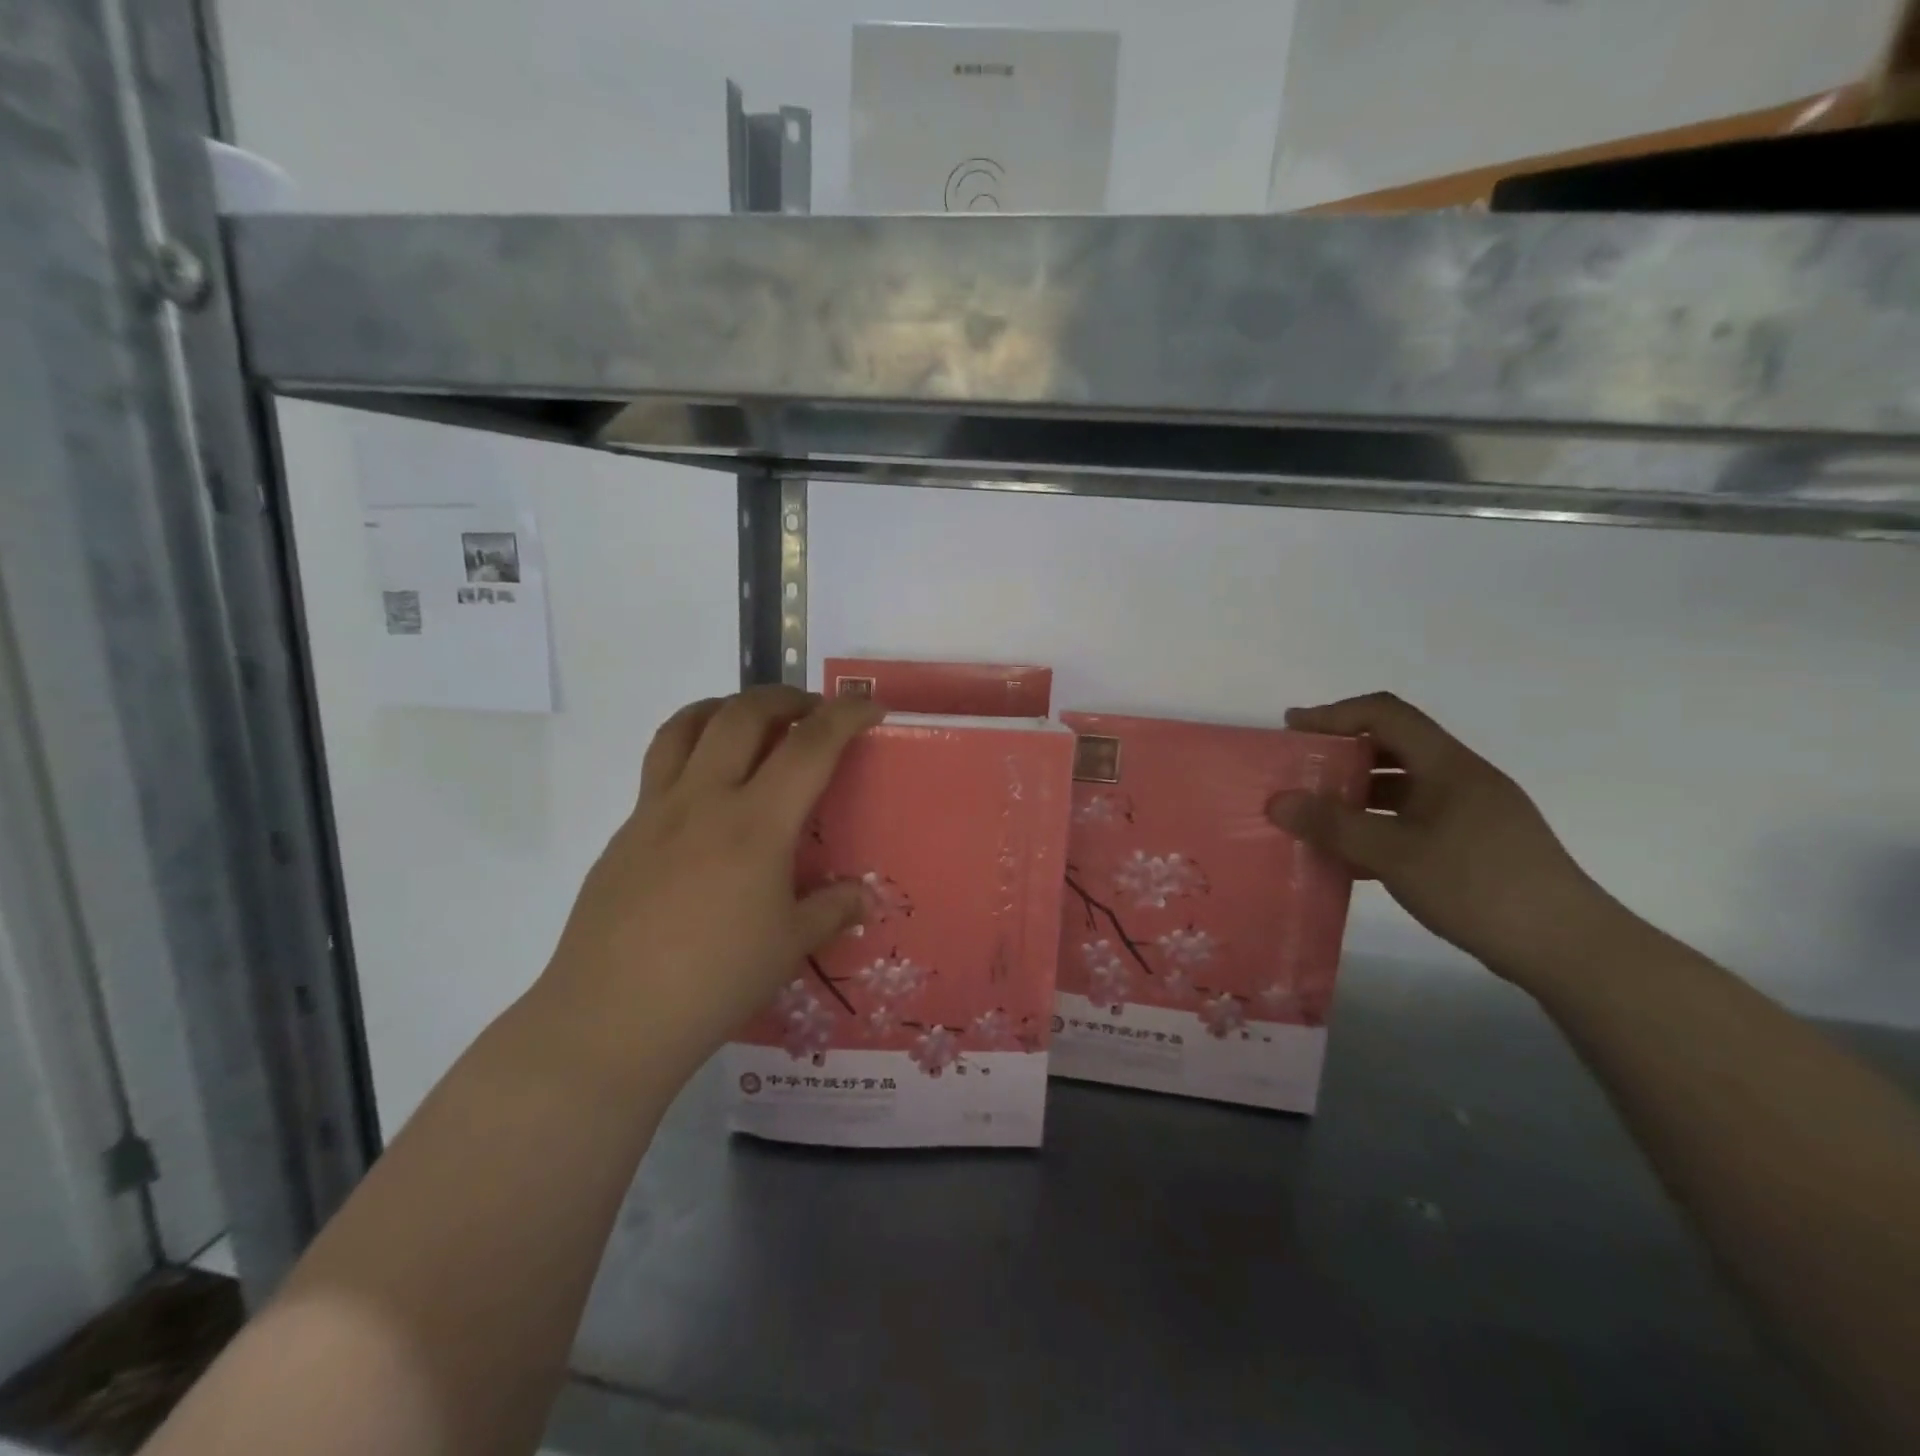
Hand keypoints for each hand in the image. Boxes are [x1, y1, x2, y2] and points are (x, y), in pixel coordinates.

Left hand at [539, 686, 883, 1090]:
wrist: (610, 1017)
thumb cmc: (714, 981)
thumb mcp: (790, 946)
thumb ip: (832, 909)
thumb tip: (863, 896)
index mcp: (755, 824)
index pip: (810, 747)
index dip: (845, 716)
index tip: (870, 707)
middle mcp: (704, 800)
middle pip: (743, 714)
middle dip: (785, 698)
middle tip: (810, 712)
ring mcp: (656, 811)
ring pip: (687, 725)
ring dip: (727, 707)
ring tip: (751, 722)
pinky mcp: (625, 832)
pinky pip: (659, 766)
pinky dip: (692, 751)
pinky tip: (707, 794)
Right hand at [1267, 692, 1622, 985]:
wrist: (1568, 948)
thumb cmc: (1478, 886)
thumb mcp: (1394, 854)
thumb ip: (1333, 825)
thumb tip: (1276, 801)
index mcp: (1447, 765)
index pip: (1385, 714)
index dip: (1335, 713)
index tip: (1293, 730)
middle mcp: (1461, 778)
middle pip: (1392, 747)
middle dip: (1341, 756)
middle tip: (1299, 775)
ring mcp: (1472, 813)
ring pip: (1402, 787)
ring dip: (1357, 796)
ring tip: (1316, 819)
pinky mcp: (1476, 845)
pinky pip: (1414, 820)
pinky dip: (1378, 827)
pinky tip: (1351, 859)